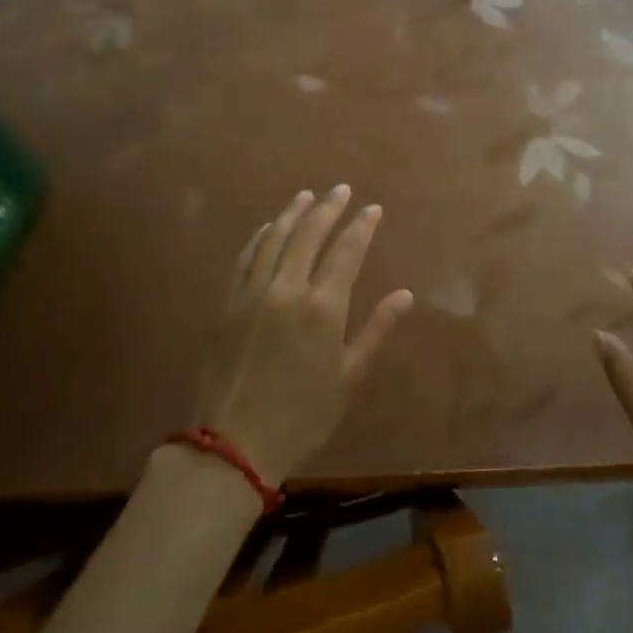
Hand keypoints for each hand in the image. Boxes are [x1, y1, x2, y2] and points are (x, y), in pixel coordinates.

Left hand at [197, 185, 412, 487]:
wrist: (234, 443)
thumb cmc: (303, 415)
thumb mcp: (348, 377)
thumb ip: (376, 330)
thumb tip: (405, 294)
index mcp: (323, 307)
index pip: (346, 252)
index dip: (361, 226)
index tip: (372, 208)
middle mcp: (287, 289)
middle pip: (309, 235)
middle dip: (328, 208)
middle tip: (341, 189)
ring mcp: (253, 293)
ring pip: (275, 239)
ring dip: (293, 213)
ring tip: (306, 195)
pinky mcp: (228, 303)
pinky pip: (245, 258)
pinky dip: (259, 237)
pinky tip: (268, 227)